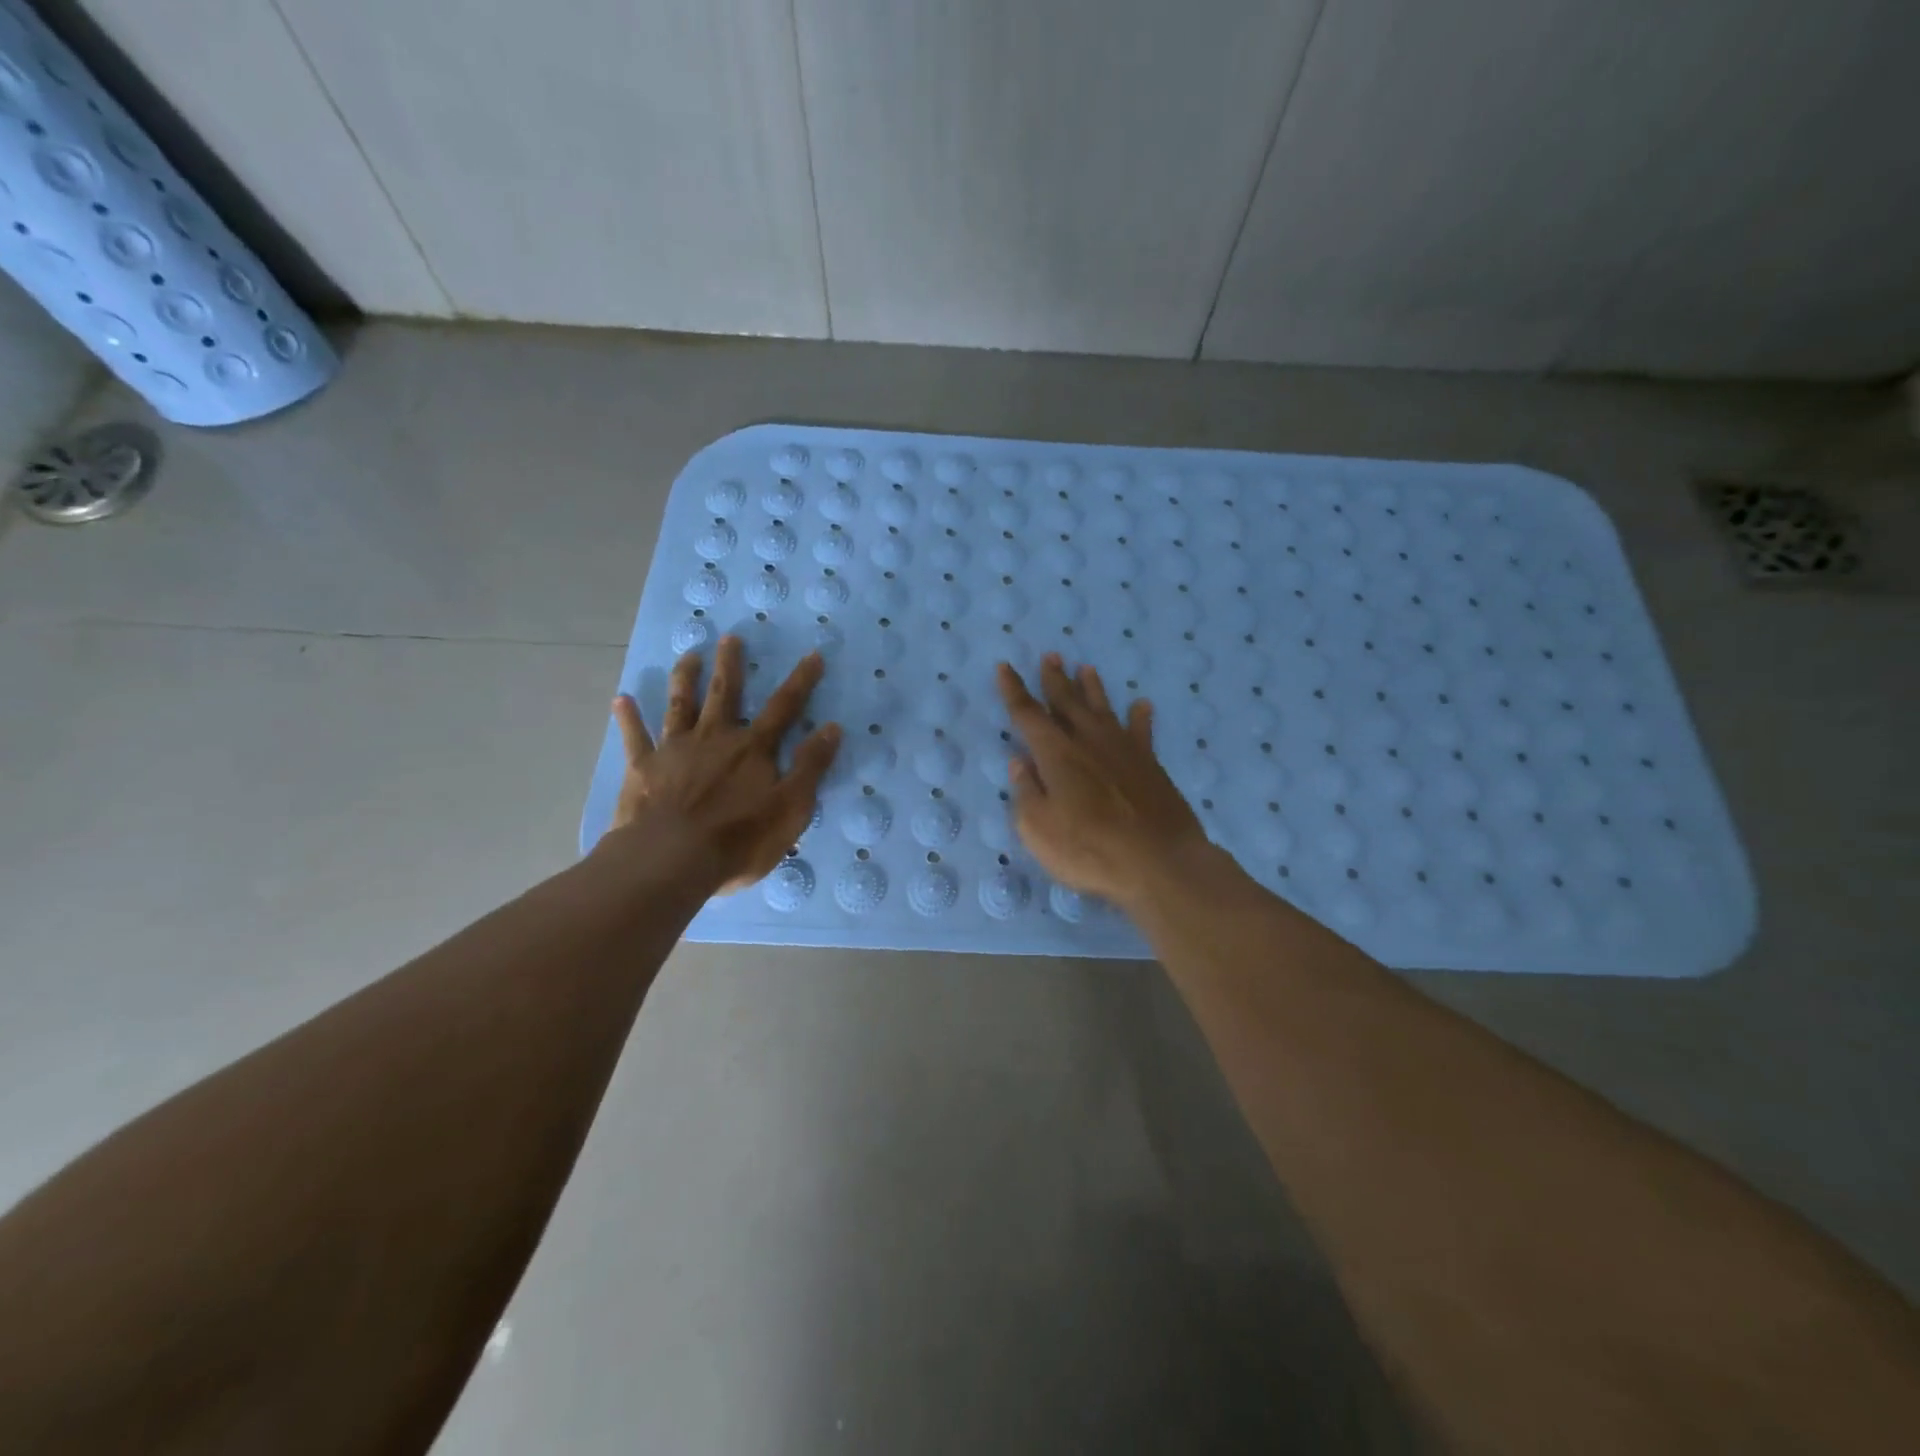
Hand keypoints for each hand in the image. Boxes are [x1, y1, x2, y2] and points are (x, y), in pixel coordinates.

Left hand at [605, 637, 840, 893]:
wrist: (672, 859)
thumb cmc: (740, 839)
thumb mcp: (791, 808)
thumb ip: (810, 766)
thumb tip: (832, 728)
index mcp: (753, 749)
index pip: (785, 708)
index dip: (801, 681)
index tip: (813, 654)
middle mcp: (715, 738)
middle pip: (726, 694)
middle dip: (731, 665)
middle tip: (730, 637)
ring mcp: (676, 750)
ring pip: (681, 705)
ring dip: (685, 679)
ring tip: (688, 655)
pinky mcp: (643, 768)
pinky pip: (635, 737)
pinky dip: (629, 718)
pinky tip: (621, 699)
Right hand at [996, 653, 1208, 906]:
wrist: (1158, 862)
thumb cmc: (1088, 849)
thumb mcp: (1039, 829)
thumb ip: (1027, 792)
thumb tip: (1020, 761)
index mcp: (1056, 754)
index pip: (1028, 715)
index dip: (1014, 691)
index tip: (1004, 667)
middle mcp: (1088, 742)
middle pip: (1067, 702)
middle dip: (1055, 679)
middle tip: (1050, 656)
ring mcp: (1123, 750)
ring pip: (1103, 709)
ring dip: (1092, 689)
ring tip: (1086, 669)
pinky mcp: (1150, 765)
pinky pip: (1142, 732)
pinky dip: (1140, 717)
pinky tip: (1142, 705)